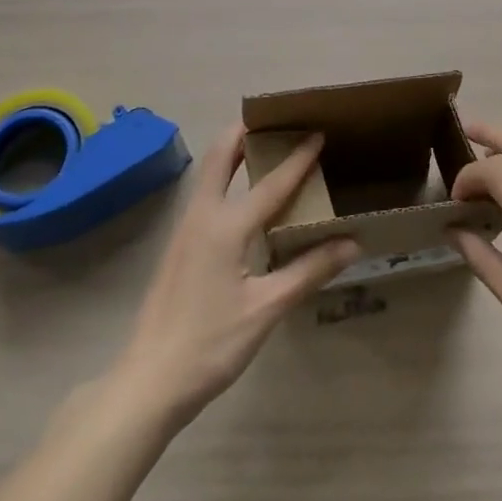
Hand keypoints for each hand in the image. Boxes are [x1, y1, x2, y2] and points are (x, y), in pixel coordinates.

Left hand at [110, 123, 358, 430]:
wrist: (149, 380)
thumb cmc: (211, 344)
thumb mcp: (266, 309)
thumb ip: (308, 271)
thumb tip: (352, 243)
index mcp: (225, 226)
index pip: (271, 183)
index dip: (297, 158)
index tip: (318, 132)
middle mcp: (202, 216)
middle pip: (222, 156)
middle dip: (246, 131)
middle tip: (276, 120)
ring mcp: (185, 229)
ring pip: (210, 172)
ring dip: (234, 151)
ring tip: (263, 146)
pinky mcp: (178, 244)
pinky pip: (205, 193)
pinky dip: (225, 176)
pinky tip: (242, 196)